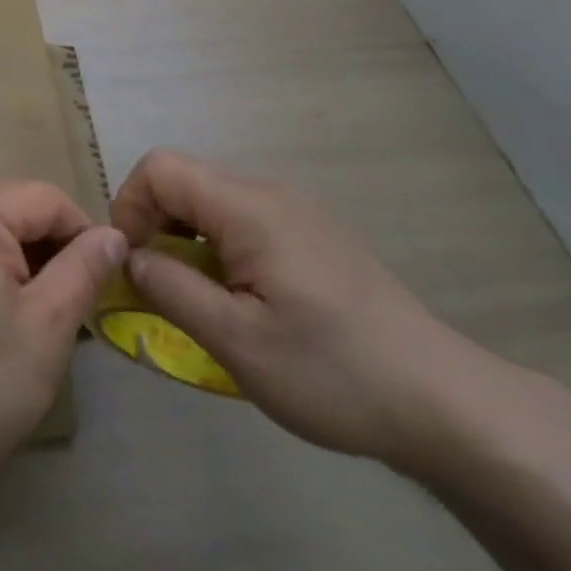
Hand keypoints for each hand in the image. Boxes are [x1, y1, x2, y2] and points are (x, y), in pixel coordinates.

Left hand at [0, 182, 126, 495]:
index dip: (84, 235)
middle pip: (16, 207)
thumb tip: (114, 234)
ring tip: (40, 313)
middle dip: (52, 247)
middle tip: (73, 303)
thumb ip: (85, 267)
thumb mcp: (49, 324)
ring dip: (24, 258)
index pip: (47, 199)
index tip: (103, 282)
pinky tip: (1, 313)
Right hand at [110, 150, 532, 476]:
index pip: (160, 168)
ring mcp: (295, 212)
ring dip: (187, 243)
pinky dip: (219, 251)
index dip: (130, 207)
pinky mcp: (313, 235)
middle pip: (185, 183)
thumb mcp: (237, 342)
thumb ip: (169, 289)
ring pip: (213, 205)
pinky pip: (244, 224)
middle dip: (155, 227)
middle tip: (159, 291)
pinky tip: (243, 304)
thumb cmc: (332, 371)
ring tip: (200, 303)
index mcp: (246, 207)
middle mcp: (268, 193)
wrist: (443, 402)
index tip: (134, 265)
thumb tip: (128, 257)